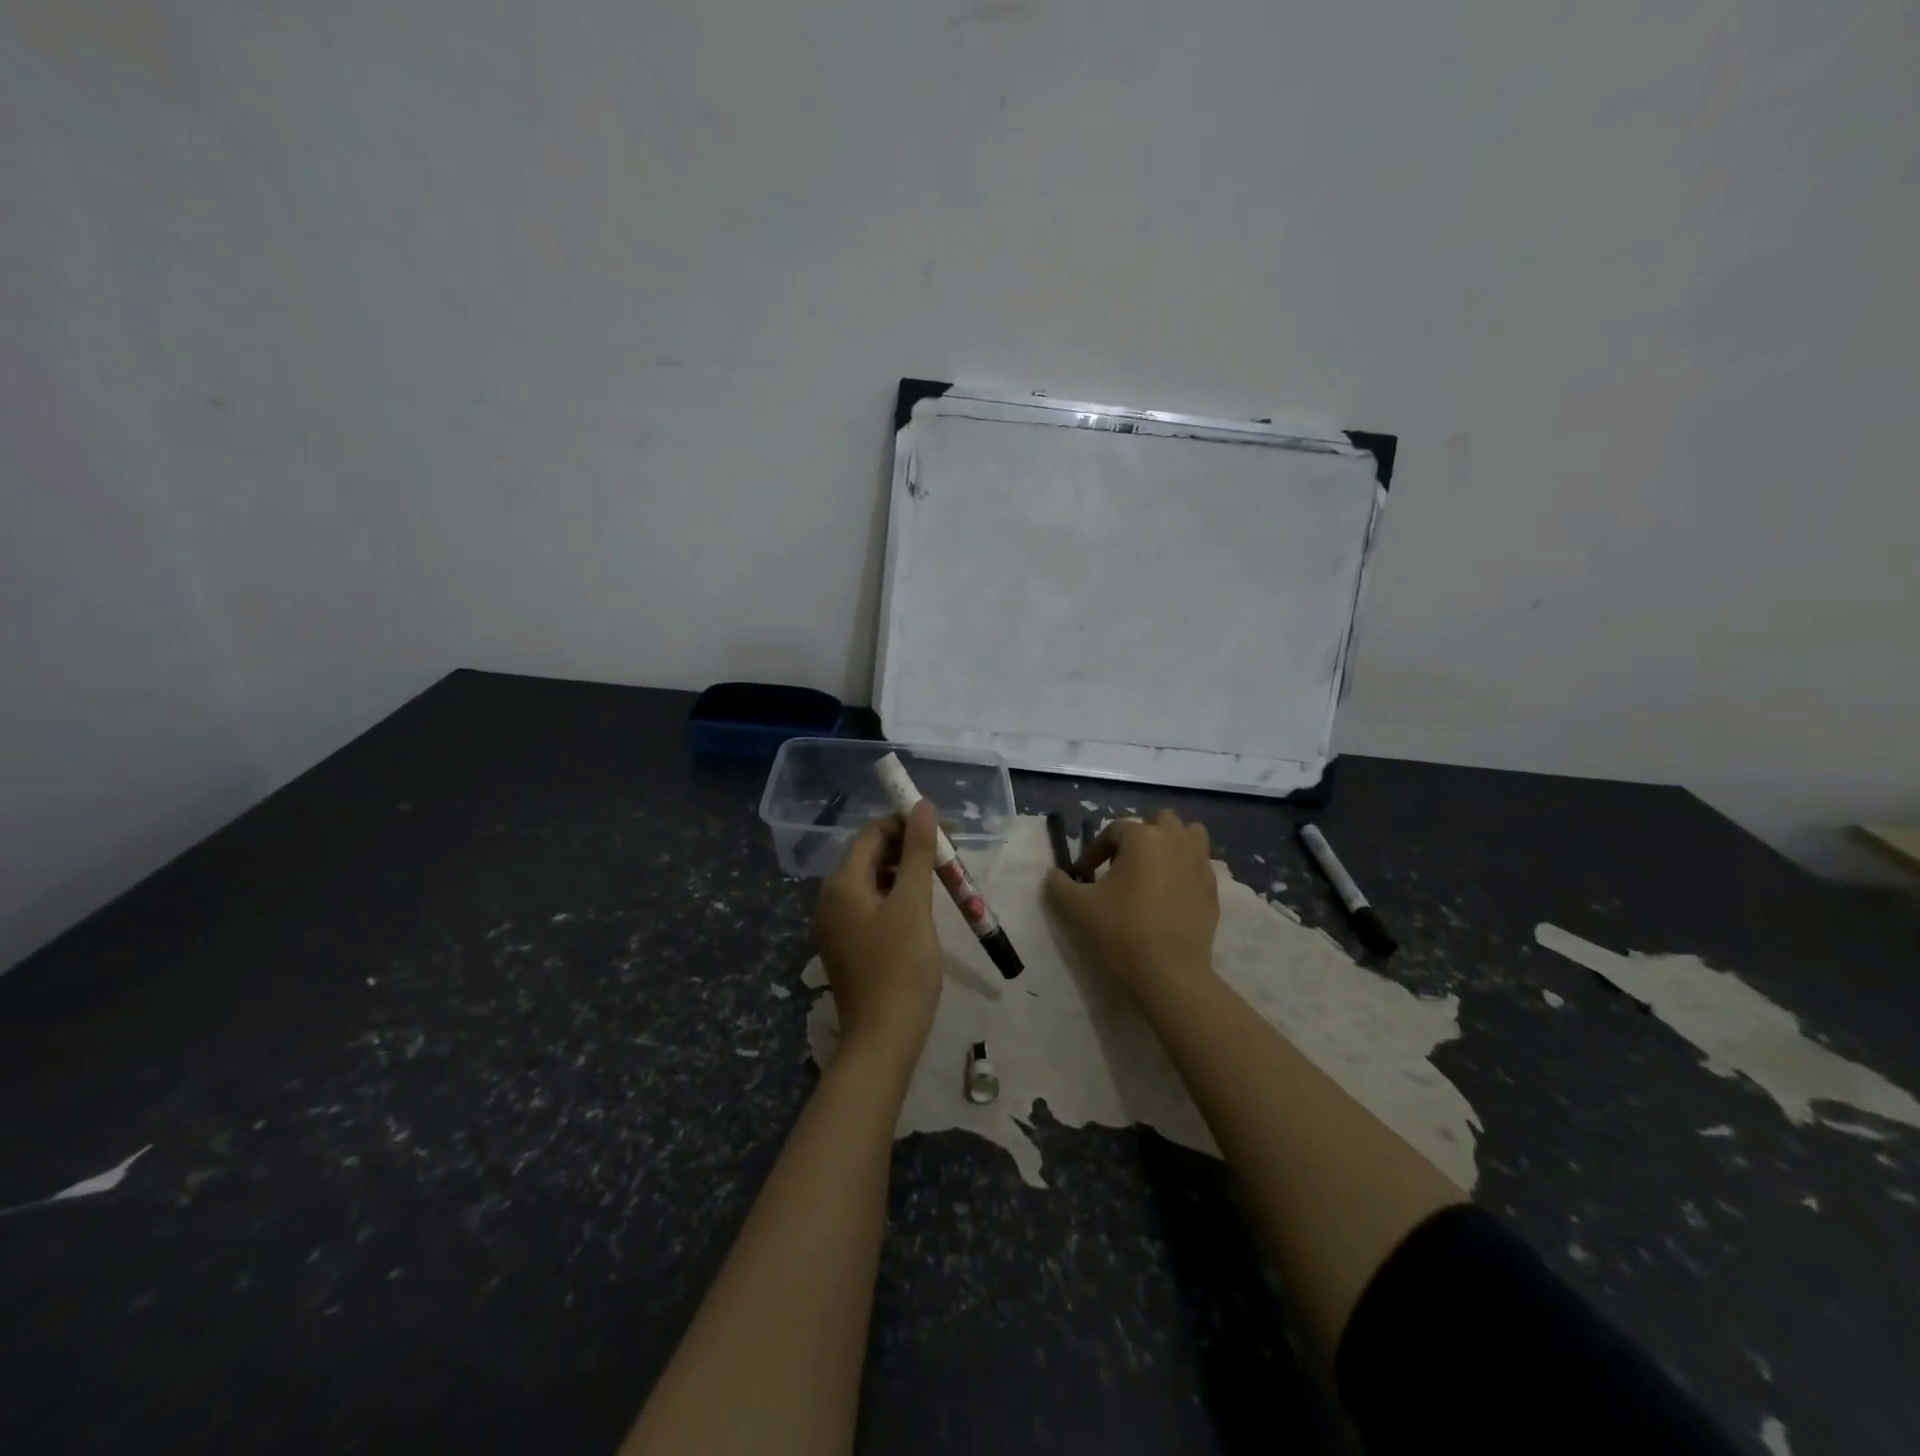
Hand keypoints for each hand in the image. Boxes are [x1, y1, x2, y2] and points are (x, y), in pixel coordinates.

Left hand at [816, 802, 943, 1069]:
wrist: (882, 1039)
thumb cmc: (901, 967)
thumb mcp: (914, 904)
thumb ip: (918, 852)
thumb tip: (921, 806)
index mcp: (841, 883)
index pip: (871, 834)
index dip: (904, 824)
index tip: (941, 831)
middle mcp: (830, 898)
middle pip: (868, 855)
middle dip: (906, 848)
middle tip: (945, 855)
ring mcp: (835, 924)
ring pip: (870, 881)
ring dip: (902, 873)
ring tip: (938, 879)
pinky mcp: (845, 945)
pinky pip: (868, 906)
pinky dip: (893, 897)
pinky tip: (919, 908)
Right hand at [1045, 810, 1219, 1002]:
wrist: (1169, 973)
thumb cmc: (1121, 931)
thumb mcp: (1078, 907)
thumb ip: (1059, 885)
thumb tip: (1055, 875)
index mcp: (1142, 838)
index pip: (1114, 830)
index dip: (1095, 850)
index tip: (1084, 876)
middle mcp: (1175, 841)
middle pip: (1159, 821)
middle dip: (1140, 836)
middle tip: (1122, 864)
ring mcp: (1199, 863)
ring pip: (1189, 835)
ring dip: (1171, 844)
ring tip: (1154, 869)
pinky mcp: (1213, 888)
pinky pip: (1200, 864)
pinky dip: (1185, 869)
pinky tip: (1170, 894)